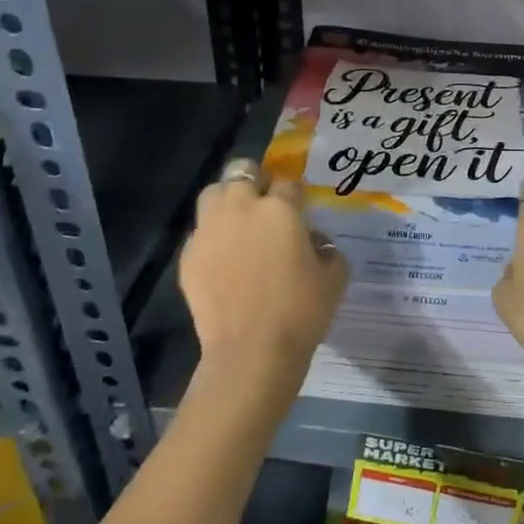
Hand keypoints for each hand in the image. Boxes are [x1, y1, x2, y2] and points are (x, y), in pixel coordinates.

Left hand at [180, 158, 347, 393]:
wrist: (251, 351)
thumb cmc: (301, 312)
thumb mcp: (335, 277)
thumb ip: (327, 249)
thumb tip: (313, 241)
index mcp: (280, 209)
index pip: (288, 183)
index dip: (295, 194)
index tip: (300, 208)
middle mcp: (241, 208)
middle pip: (242, 171)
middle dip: (255, 181)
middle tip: (265, 205)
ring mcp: (210, 230)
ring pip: (213, 194)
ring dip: (228, 200)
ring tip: (238, 223)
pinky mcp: (188, 255)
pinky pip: (200, 233)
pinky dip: (212, 237)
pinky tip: (223, 260)